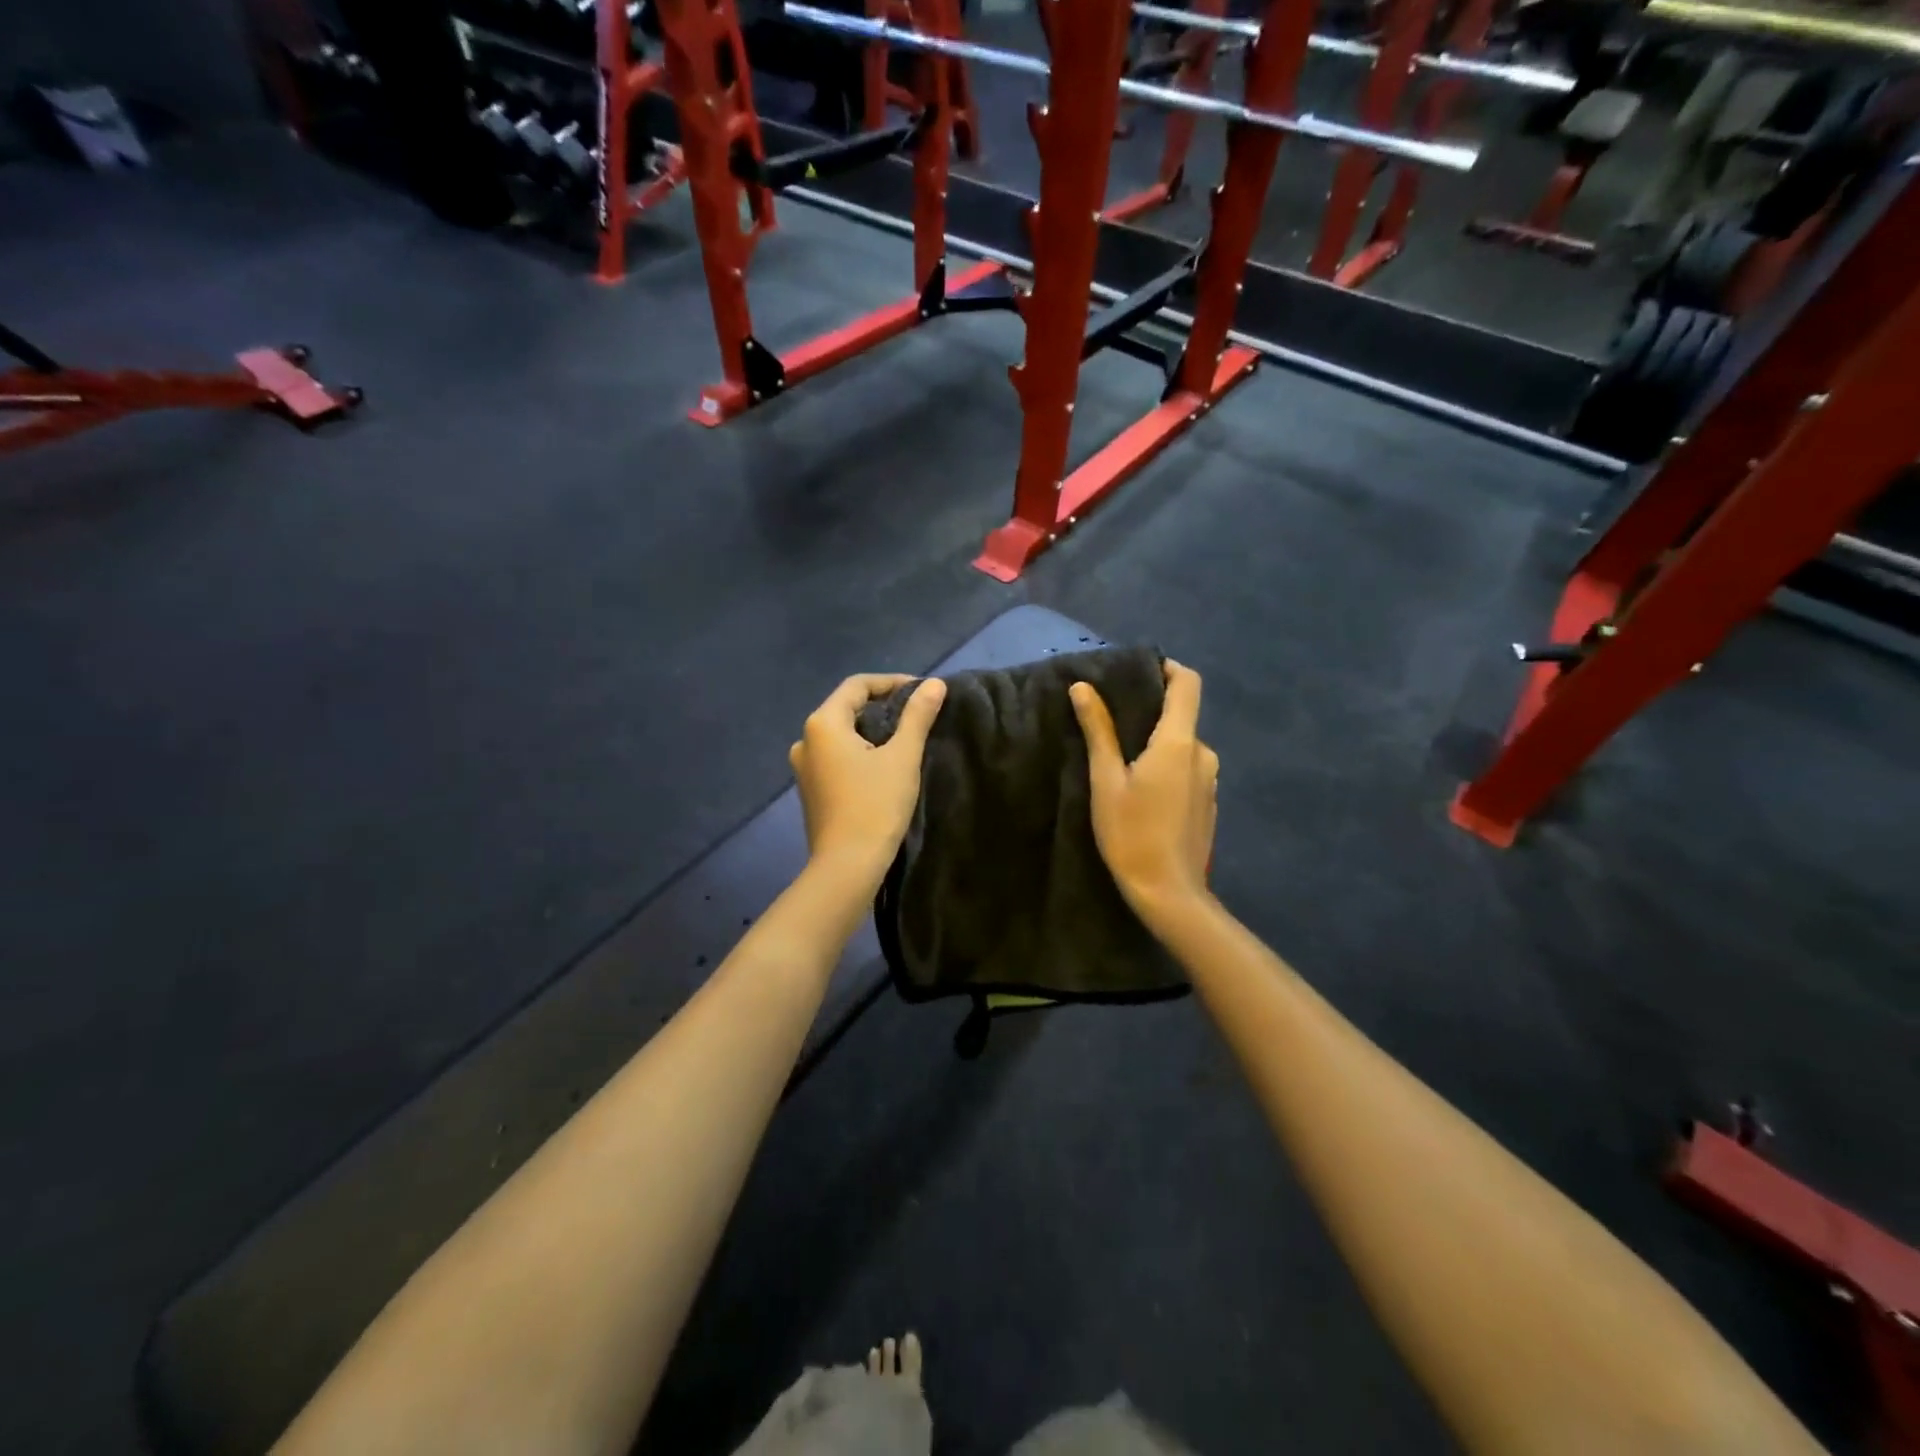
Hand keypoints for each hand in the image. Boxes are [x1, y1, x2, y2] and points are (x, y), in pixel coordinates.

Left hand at [790, 674, 946, 887]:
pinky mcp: (811, 789)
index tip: (922, 692)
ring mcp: (804, 766)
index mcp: (823, 724)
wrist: (847, 866)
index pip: (857, 686)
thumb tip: (934, 684)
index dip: (892, 682)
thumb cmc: (875, 806)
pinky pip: (836, 755)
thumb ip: (917, 716)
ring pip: (842, 733)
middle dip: (883, 705)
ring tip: (905, 738)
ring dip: (872, 729)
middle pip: (847, 707)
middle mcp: (806, 739)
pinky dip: (860, 750)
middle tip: (918, 714)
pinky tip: (883, 764)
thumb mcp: (902, 757)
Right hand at [1070, 660, 1218, 924]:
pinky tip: (1143, 792)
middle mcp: (1203, 753)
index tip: (1138, 672)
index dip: (1167, 669)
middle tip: (1112, 724)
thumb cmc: (1131, 834)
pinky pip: (1188, 770)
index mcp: (1179, 742)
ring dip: (1157, 745)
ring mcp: (1210, 780)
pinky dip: (1167, 768)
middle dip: (1150, 714)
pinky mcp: (1208, 803)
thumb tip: (1083, 688)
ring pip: (1182, 746)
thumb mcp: (1105, 781)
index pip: (1188, 683)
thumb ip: (1098, 731)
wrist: (1169, 893)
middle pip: (1181, 716)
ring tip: (1122, 762)